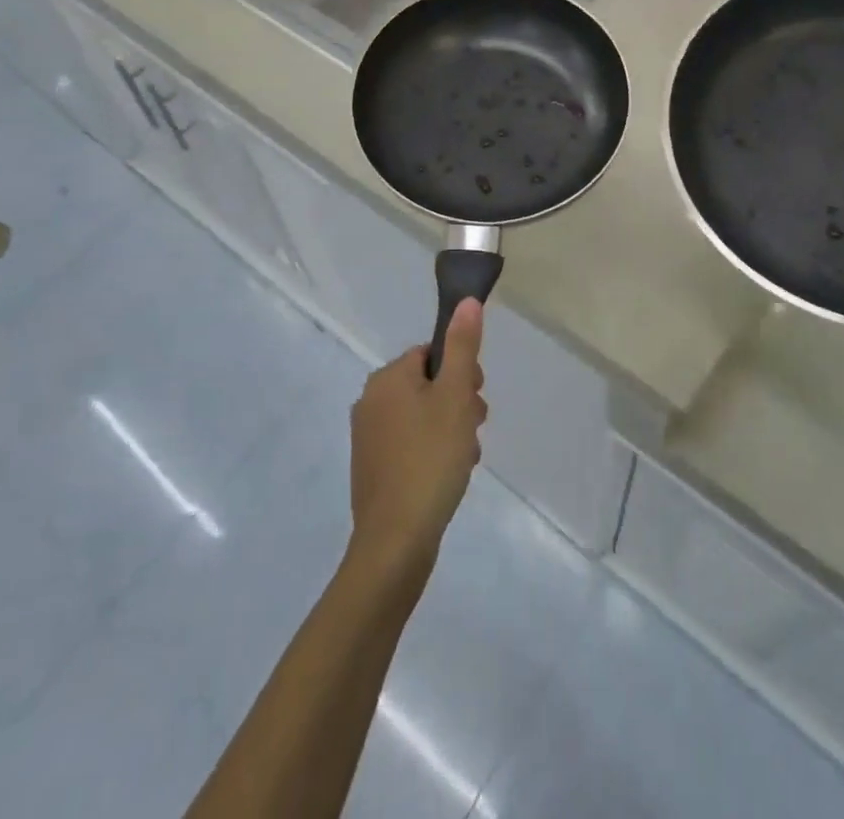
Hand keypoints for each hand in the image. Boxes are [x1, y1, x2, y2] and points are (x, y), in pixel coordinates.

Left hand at [347, 298, 488, 584]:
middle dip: (458, 403)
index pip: (431, 354)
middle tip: (473, 429)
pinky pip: (411, 444)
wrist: (395, 542)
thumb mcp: (455, 397)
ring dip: (450, 429)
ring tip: (464, 458)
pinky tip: (448, 476)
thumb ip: (462, 346)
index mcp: (387, 378)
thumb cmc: (430, 459)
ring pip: (423, 416)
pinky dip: (433, 452)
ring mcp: (368, 437)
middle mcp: (370, 401)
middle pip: (428, 384)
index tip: (475, 398)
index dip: (460, 371)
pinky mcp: (373, 469)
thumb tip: (466, 301)